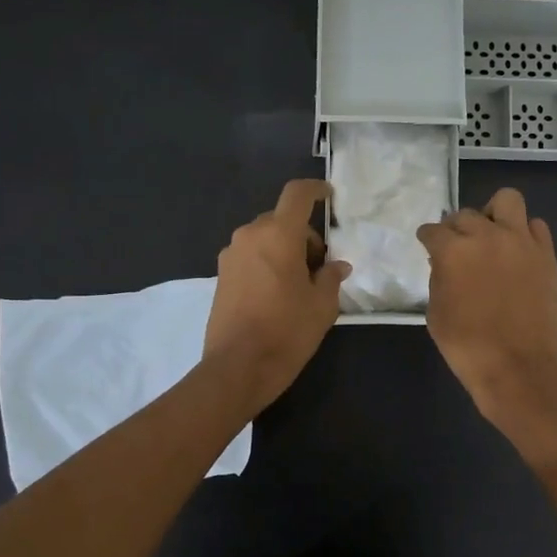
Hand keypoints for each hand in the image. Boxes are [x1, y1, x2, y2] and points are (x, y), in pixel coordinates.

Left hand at [203, 179, 351, 413]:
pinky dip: (266, 263)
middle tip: (319, 267)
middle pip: (281, 220)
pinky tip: (276, 294)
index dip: (315, 189)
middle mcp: (250, 236)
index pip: (297, 195)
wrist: (238, 366)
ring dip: (283, 249)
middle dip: (303, 235)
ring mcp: (231, 255)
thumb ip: (330, 277)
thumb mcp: (322, 305)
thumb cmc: (287, 331)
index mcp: (278, 234)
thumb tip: (336, 266)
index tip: (328, 196)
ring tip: (298, 284)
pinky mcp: (221, 275)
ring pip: (264, 238)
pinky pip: (250, 256)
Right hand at [416, 187, 556, 428]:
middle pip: (465, 215)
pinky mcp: (546, 255)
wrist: (516, 366)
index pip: (433, 230)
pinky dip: (524, 233)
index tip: (428, 245)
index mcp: (453, 250)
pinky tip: (517, 252)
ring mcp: (521, 241)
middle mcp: (487, 235)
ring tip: (492, 235)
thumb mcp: (436, 312)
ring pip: (507, 200)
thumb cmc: (466, 345)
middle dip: (457, 229)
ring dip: (494, 214)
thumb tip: (445, 262)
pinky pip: (536, 226)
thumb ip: (439, 277)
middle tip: (459, 248)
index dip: (428, 239)